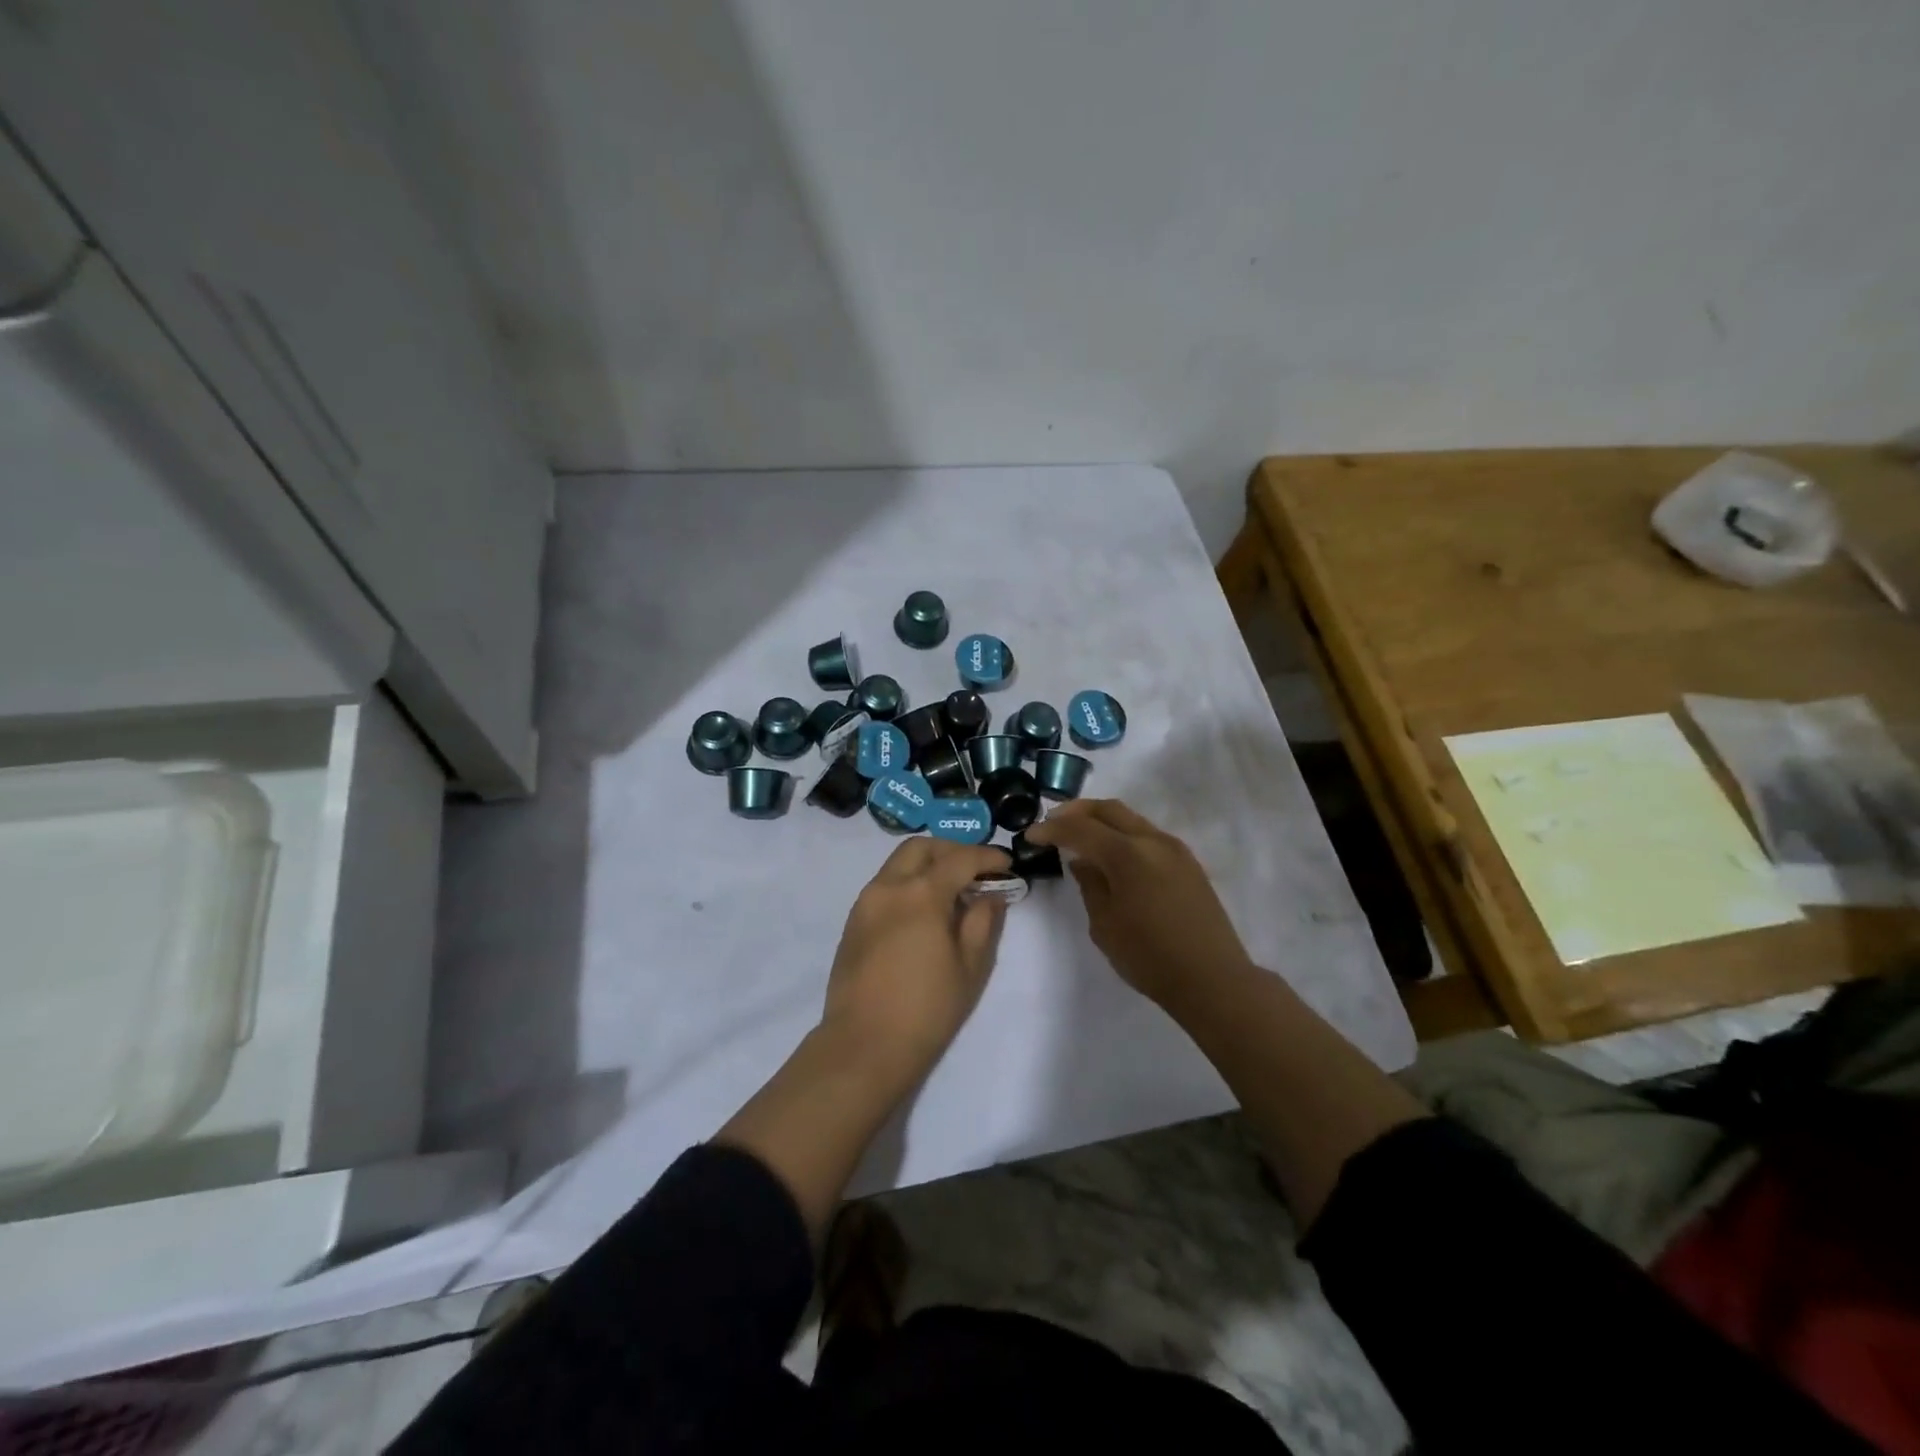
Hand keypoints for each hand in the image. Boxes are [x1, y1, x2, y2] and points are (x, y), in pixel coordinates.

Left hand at [822, 838, 1011, 1084]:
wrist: (864, 1046)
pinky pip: (884, 885)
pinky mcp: (853, 922)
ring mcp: (866, 903)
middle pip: (922, 848)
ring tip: (952, 891)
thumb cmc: (926, 1009)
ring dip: (927, 865)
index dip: (987, 857)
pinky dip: (908, 883)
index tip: (1006, 865)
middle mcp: (889, 887)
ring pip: (898, 863)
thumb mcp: (970, 967)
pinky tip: (924, 911)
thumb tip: (990, 894)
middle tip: (976, 871)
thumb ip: (983, 921)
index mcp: (921, 893)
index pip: (960, 858)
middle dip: (952, 850)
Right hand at [1025, 800, 1254, 1008]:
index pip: (1081, 828)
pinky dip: (1123, 835)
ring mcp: (1175, 849)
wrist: (1213, 979)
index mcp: (1128, 854)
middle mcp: (1153, 841)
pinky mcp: (1188, 863)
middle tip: (1053, 822)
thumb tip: (1083, 861)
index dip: (1052, 828)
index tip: (1031, 835)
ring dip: (1102, 821)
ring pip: (1131, 819)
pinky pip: (1147, 835)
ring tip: (1080, 837)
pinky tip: (1112, 856)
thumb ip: (1090, 885)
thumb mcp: (1105, 925)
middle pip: (1109, 809)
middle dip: (1077, 811)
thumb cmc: (1150, 957)